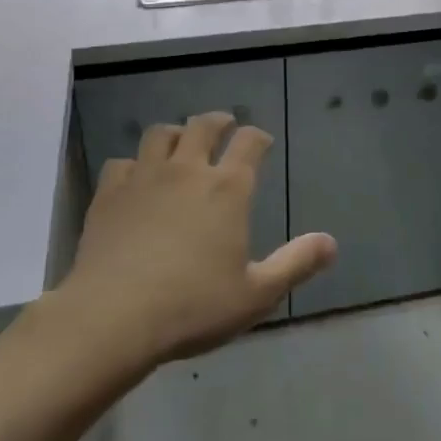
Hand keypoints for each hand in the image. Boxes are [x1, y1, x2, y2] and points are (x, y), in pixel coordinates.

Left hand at [60, 112, 335, 367]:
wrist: (113, 318)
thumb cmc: (192, 307)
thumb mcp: (256, 294)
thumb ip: (296, 264)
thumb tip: (331, 243)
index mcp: (228, 189)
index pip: (249, 143)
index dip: (258, 137)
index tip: (261, 141)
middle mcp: (187, 171)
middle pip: (203, 126)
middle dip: (218, 122)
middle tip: (224, 126)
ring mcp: (144, 178)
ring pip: (159, 134)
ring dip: (174, 133)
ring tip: (179, 143)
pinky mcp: (109, 194)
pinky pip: (121, 163)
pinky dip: (133, 164)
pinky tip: (134, 179)